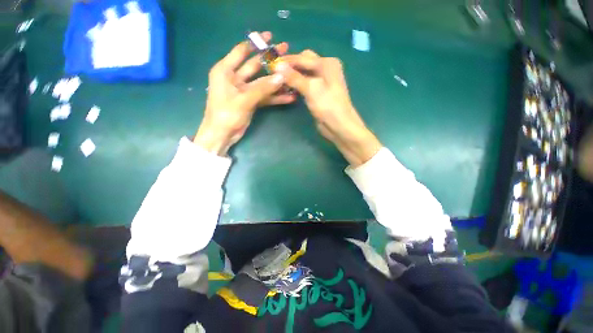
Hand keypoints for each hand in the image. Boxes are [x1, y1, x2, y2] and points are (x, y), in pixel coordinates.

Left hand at [194, 32, 294, 154]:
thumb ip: (263, 88)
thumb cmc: (226, 114)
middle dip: (270, 61)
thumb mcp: (244, 99)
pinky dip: (275, 97)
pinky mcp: (251, 101)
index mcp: (226, 71)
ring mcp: (244, 91)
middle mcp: (235, 78)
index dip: (255, 43)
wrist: (222, 135)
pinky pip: (264, 96)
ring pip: (262, 83)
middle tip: (286, 54)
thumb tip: (282, 76)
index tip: (270, 37)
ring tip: (292, 76)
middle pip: (255, 66)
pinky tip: (288, 97)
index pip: (241, 51)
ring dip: (276, 81)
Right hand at [276, 50, 381, 165]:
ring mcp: (323, 82)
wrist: (339, 126)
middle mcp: (326, 69)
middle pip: (304, 63)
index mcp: (327, 63)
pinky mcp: (319, 93)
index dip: (286, 61)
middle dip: (290, 67)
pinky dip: (297, 85)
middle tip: (275, 73)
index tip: (270, 64)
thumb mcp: (311, 89)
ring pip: (304, 74)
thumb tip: (277, 66)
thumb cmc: (328, 106)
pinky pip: (306, 85)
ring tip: (279, 81)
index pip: (302, 57)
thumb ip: (294, 77)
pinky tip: (289, 89)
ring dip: (293, 77)